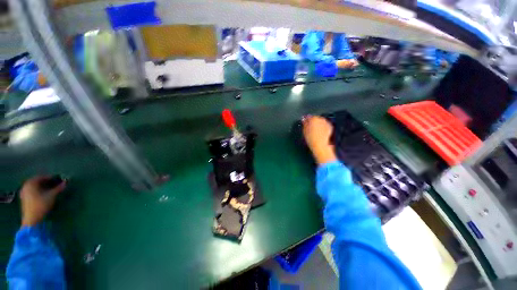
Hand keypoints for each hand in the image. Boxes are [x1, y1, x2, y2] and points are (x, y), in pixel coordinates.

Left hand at [20, 176, 65, 226]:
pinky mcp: (25, 199)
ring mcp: (24, 193)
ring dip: (43, 187)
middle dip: (47, 183)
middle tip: (55, 184)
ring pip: (35, 187)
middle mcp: (26, 185)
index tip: (59, 180)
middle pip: (38, 182)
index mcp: (31, 182)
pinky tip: (44, 195)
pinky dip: (39, 191)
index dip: (51, 178)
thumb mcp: (52, 196)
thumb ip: (58, 188)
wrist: (32, 219)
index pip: (42, 177)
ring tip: (51, 190)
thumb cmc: (41, 205)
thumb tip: (66, 182)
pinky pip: (32, 192)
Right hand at [302, 116, 336, 164]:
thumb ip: (305, 124)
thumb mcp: (305, 131)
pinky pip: (325, 125)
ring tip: (315, 131)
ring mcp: (326, 123)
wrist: (321, 146)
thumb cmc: (311, 139)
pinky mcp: (330, 127)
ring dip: (318, 125)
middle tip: (310, 128)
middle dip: (313, 122)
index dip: (306, 121)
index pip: (309, 117)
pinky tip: (321, 133)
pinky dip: (323, 128)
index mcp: (313, 119)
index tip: (305, 124)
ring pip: (321, 122)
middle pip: (316, 118)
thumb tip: (304, 119)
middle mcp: (321, 119)